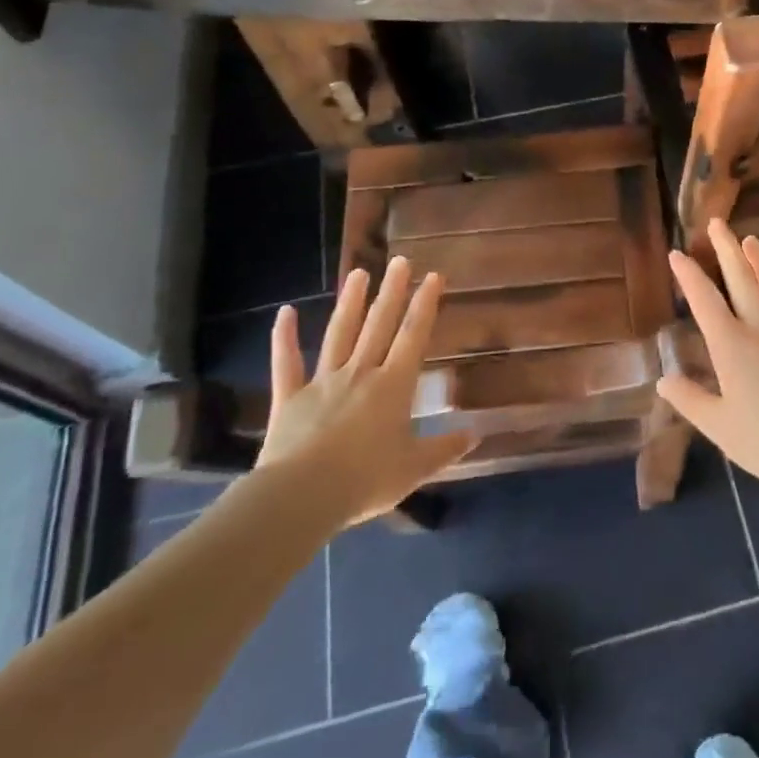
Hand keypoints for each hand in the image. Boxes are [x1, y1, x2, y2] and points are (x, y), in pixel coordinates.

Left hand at [256, 257, 473, 529]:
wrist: (301, 496)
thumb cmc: (365, 481)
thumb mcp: (414, 469)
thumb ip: (443, 449)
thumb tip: (474, 436)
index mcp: (393, 386)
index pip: (413, 336)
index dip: (425, 305)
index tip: (433, 276)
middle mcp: (360, 373)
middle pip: (379, 325)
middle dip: (392, 291)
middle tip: (400, 260)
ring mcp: (322, 382)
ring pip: (339, 333)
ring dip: (350, 302)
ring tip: (358, 272)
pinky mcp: (290, 398)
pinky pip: (287, 363)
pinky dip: (284, 337)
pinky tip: (285, 312)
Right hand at [658, 220, 758, 500]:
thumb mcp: (718, 427)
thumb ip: (690, 400)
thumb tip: (664, 380)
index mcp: (731, 346)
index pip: (704, 301)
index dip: (689, 275)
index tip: (678, 254)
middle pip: (742, 280)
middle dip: (727, 249)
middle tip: (717, 223)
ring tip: (752, 241)